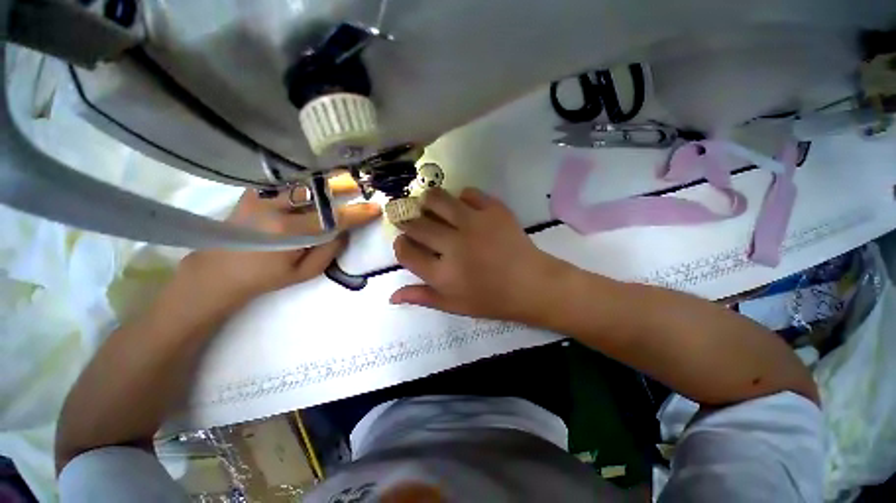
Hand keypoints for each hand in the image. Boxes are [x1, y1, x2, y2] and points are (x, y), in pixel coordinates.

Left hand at [176, 174, 380, 311]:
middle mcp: (274, 208)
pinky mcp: (254, 191)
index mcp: (288, 232)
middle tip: (359, 184)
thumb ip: (329, 251)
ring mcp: (261, 196)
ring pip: (301, 181)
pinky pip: (286, 181)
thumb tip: (345, 230)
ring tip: (342, 177)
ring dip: (325, 179)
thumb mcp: (305, 273)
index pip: (332, 219)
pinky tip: (317, 180)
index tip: (375, 208)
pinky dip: (305, 179)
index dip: (357, 213)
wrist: (220, 270)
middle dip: (341, 185)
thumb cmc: (267, 276)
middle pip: (316, 190)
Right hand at [391, 187, 563, 321]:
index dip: (401, 245)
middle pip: (416, 224)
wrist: (533, 285)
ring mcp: (475, 224)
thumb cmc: (492, 299)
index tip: (405, 242)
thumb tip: (391, 295)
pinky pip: (468, 193)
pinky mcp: (494, 210)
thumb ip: (422, 297)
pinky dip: (461, 198)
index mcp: (443, 274)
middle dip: (407, 221)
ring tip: (430, 206)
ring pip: (437, 199)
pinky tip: (463, 208)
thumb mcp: (454, 305)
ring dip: (427, 201)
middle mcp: (454, 245)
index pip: (406, 252)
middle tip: (412, 220)